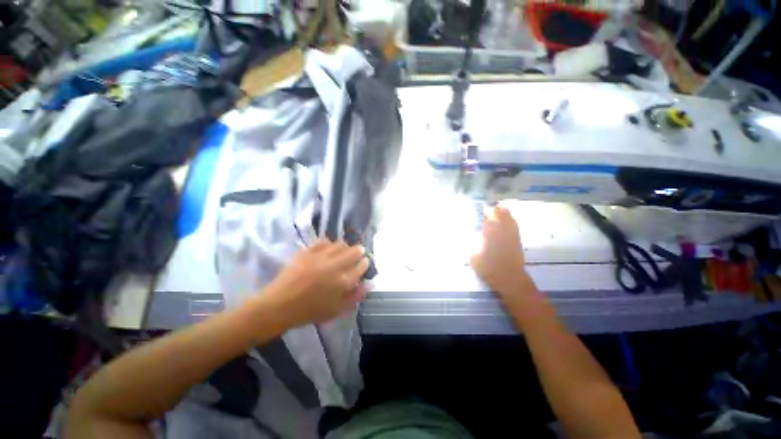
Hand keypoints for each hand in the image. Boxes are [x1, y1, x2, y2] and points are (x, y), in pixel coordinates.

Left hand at [265, 239, 369, 327]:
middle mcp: (335, 265)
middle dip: (359, 251)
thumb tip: (369, 283)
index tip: (363, 264)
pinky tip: (328, 248)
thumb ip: (356, 296)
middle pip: (354, 251)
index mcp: (343, 281)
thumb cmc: (310, 311)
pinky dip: (329, 243)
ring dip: (345, 247)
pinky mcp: (307, 251)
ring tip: (343, 251)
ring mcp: (320, 256)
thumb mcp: (337, 310)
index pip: (362, 265)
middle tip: (357, 254)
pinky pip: (323, 241)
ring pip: (340, 244)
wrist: (280, 305)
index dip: (364, 263)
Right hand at [471, 206, 532, 298]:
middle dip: (496, 210)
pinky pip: (515, 227)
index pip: (489, 220)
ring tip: (501, 207)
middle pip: (500, 217)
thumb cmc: (489, 269)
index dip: (486, 213)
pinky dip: (512, 221)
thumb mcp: (474, 257)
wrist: (510, 279)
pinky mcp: (517, 241)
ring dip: (505, 213)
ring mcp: (511, 237)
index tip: (483, 208)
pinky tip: (510, 220)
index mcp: (490, 236)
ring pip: (509, 220)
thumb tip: (473, 236)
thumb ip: (472, 245)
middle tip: (491, 206)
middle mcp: (501, 233)